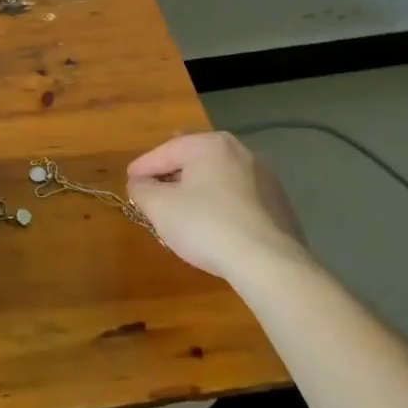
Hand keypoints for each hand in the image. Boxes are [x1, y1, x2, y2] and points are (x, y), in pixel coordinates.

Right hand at [126, 132, 309, 282]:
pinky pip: (239, 198)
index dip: (142, 167)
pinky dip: (221, 205)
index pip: (165, 151)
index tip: (129, 181)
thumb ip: (142, 189)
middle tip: (154, 191)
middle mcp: (239, 151)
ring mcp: (264, 177)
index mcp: (209, 144)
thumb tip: (139, 183)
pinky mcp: (279, 204)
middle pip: (194, 161)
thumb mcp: (160, 207)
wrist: (269, 263)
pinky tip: (215, 226)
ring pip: (218, 179)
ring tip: (183, 210)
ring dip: (198, 190)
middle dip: (172, 175)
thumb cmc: (206, 225)